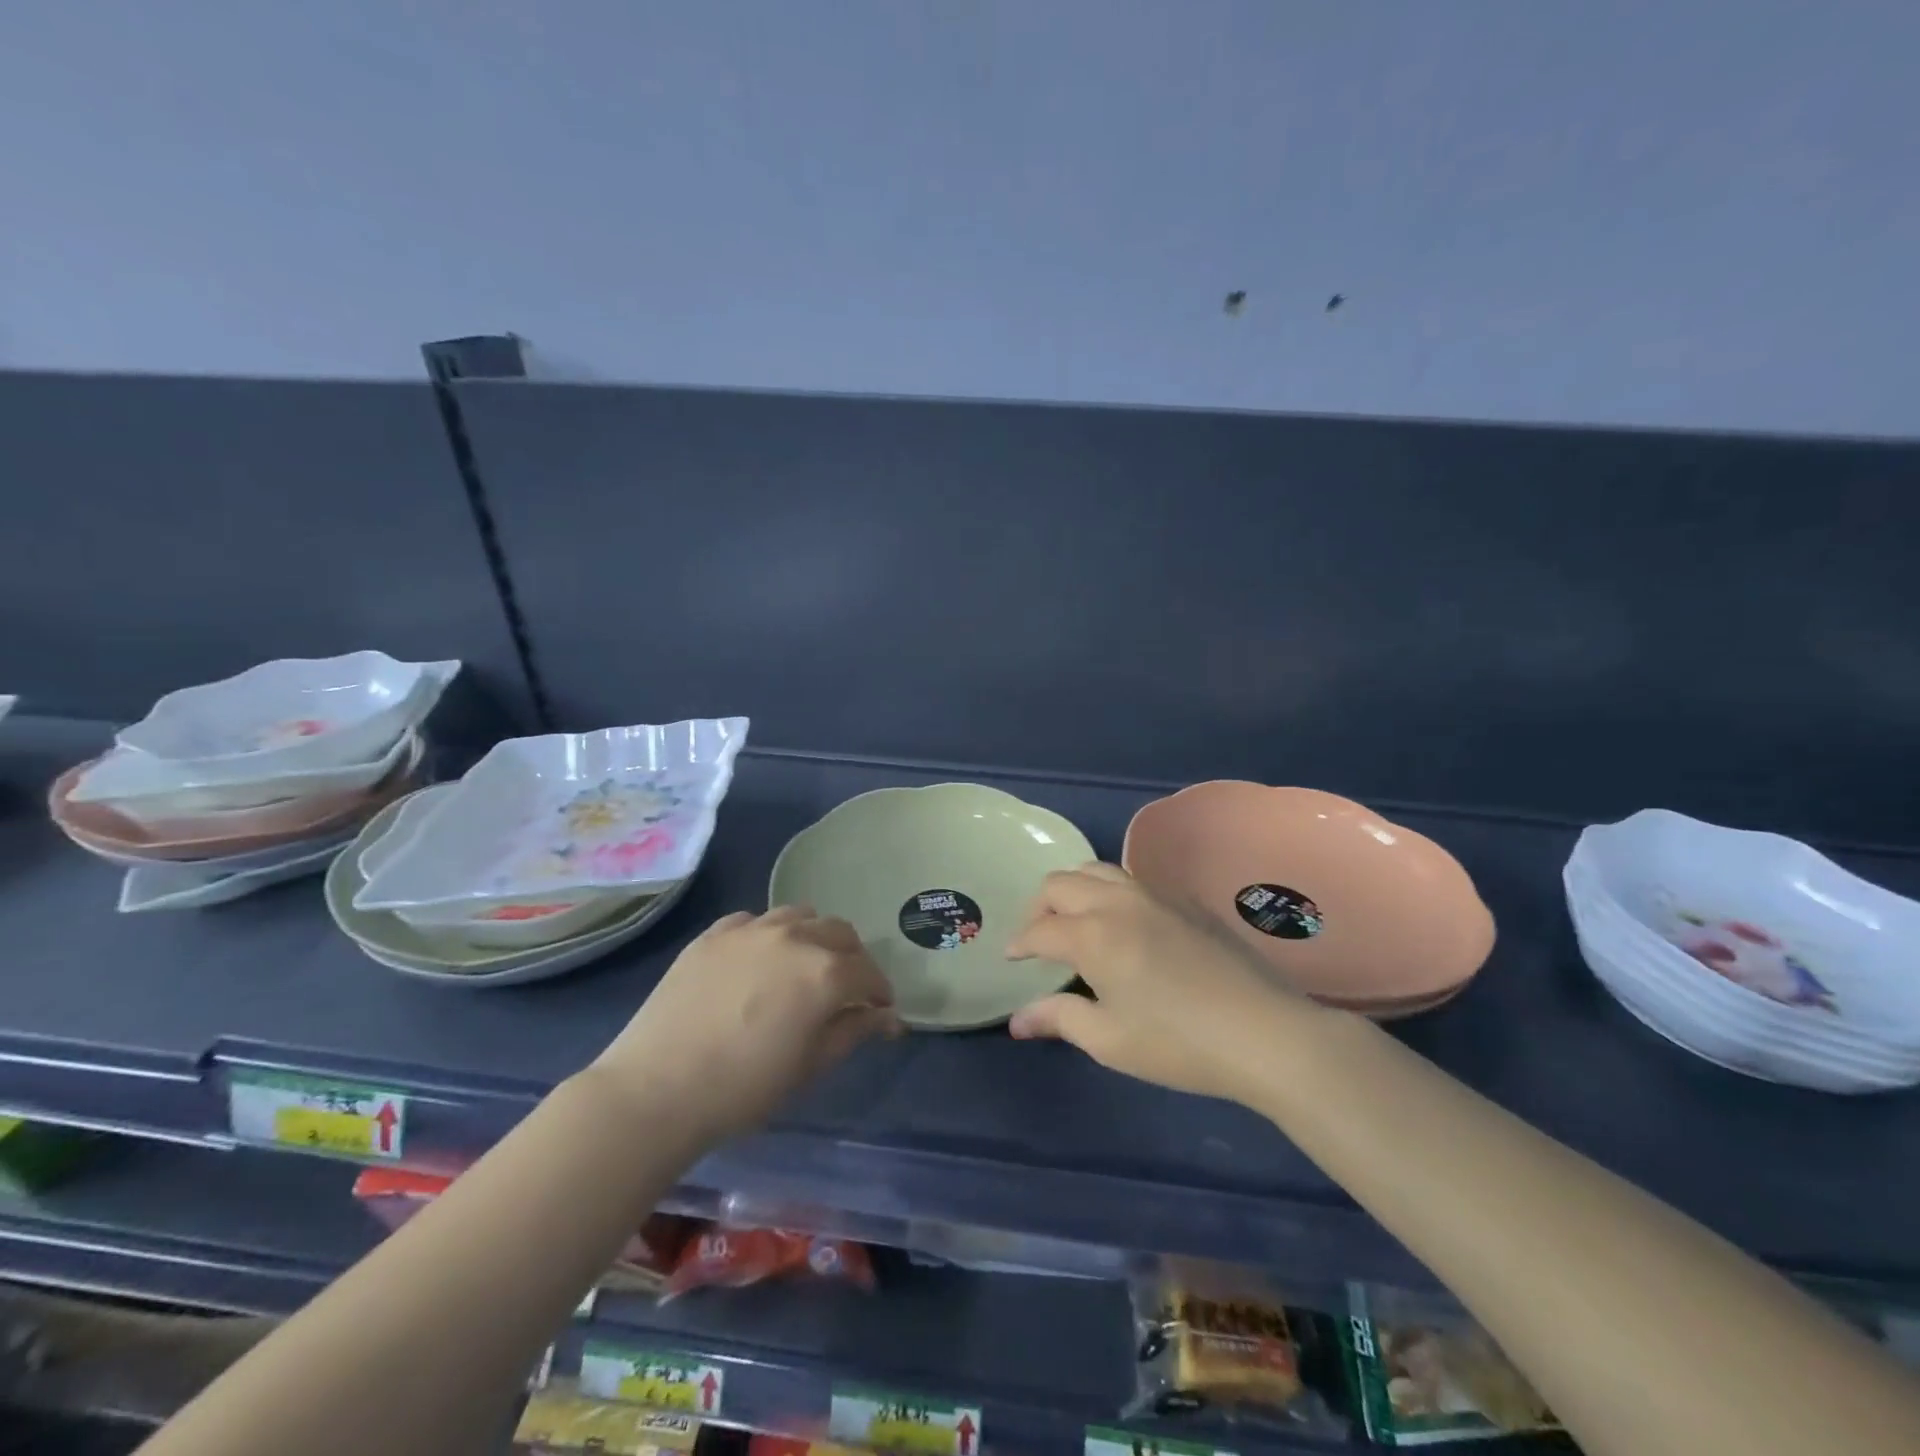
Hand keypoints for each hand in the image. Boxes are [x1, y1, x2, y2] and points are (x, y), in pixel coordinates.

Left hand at [595, 906, 901, 1139]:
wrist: (656, 1089)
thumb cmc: (744, 1088)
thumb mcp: (810, 1066)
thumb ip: (853, 1031)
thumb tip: (888, 1018)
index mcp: (825, 972)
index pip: (868, 972)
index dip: (879, 992)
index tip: (879, 1011)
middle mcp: (795, 937)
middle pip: (840, 933)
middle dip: (852, 959)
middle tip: (844, 990)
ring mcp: (751, 929)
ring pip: (800, 916)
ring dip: (813, 938)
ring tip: (801, 968)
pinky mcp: (714, 933)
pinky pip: (754, 921)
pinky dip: (768, 935)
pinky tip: (757, 962)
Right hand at [1007, 862, 1322, 1104]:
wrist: (1265, 1033)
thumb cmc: (1178, 1042)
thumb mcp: (1109, 1040)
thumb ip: (1058, 1019)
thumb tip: (1017, 1020)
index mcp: (1093, 934)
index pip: (1040, 929)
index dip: (1019, 942)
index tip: (1011, 958)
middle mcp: (1118, 901)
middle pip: (1061, 883)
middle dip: (1039, 906)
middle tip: (1037, 937)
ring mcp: (1155, 895)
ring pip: (1097, 870)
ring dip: (1073, 890)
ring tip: (1073, 921)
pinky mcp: (1186, 900)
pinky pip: (1132, 880)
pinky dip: (1109, 892)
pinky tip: (1122, 924)